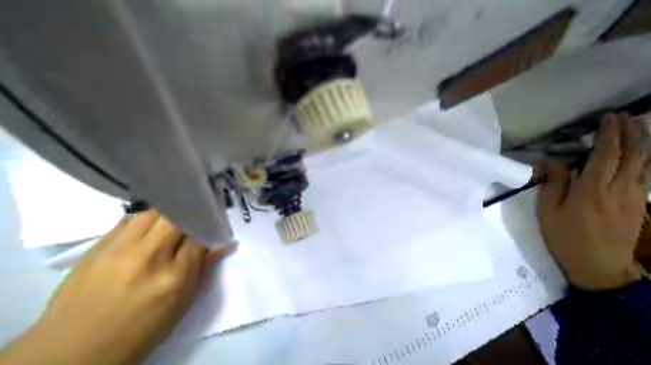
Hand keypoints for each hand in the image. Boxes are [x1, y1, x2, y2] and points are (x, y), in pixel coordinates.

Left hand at [0, 210, 233, 364]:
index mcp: (172, 277)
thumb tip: (223, 243)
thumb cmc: (140, 330)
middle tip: (191, 225)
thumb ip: (202, 269)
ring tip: (168, 227)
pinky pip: (126, 221)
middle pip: (175, 218)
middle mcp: (146, 257)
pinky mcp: (96, 247)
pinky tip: (144, 232)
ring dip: (165, 216)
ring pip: (150, 213)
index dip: (208, 230)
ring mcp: (117, 249)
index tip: (212, 228)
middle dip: (188, 217)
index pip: (199, 238)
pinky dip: (142, 222)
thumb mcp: (181, 305)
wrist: (75, 349)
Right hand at [537, 114, 648, 289]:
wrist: (599, 267)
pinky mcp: (641, 205)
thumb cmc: (566, 239)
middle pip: (634, 153)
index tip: (608, 117)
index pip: (606, 154)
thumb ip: (551, 184)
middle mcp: (619, 188)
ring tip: (638, 125)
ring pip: (646, 162)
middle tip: (624, 116)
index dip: (609, 133)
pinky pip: (648, 175)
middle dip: (631, 131)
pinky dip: (647, 158)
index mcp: (592, 189)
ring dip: (644, 141)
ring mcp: (634, 196)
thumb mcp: (547, 212)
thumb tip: (549, 161)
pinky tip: (643, 152)